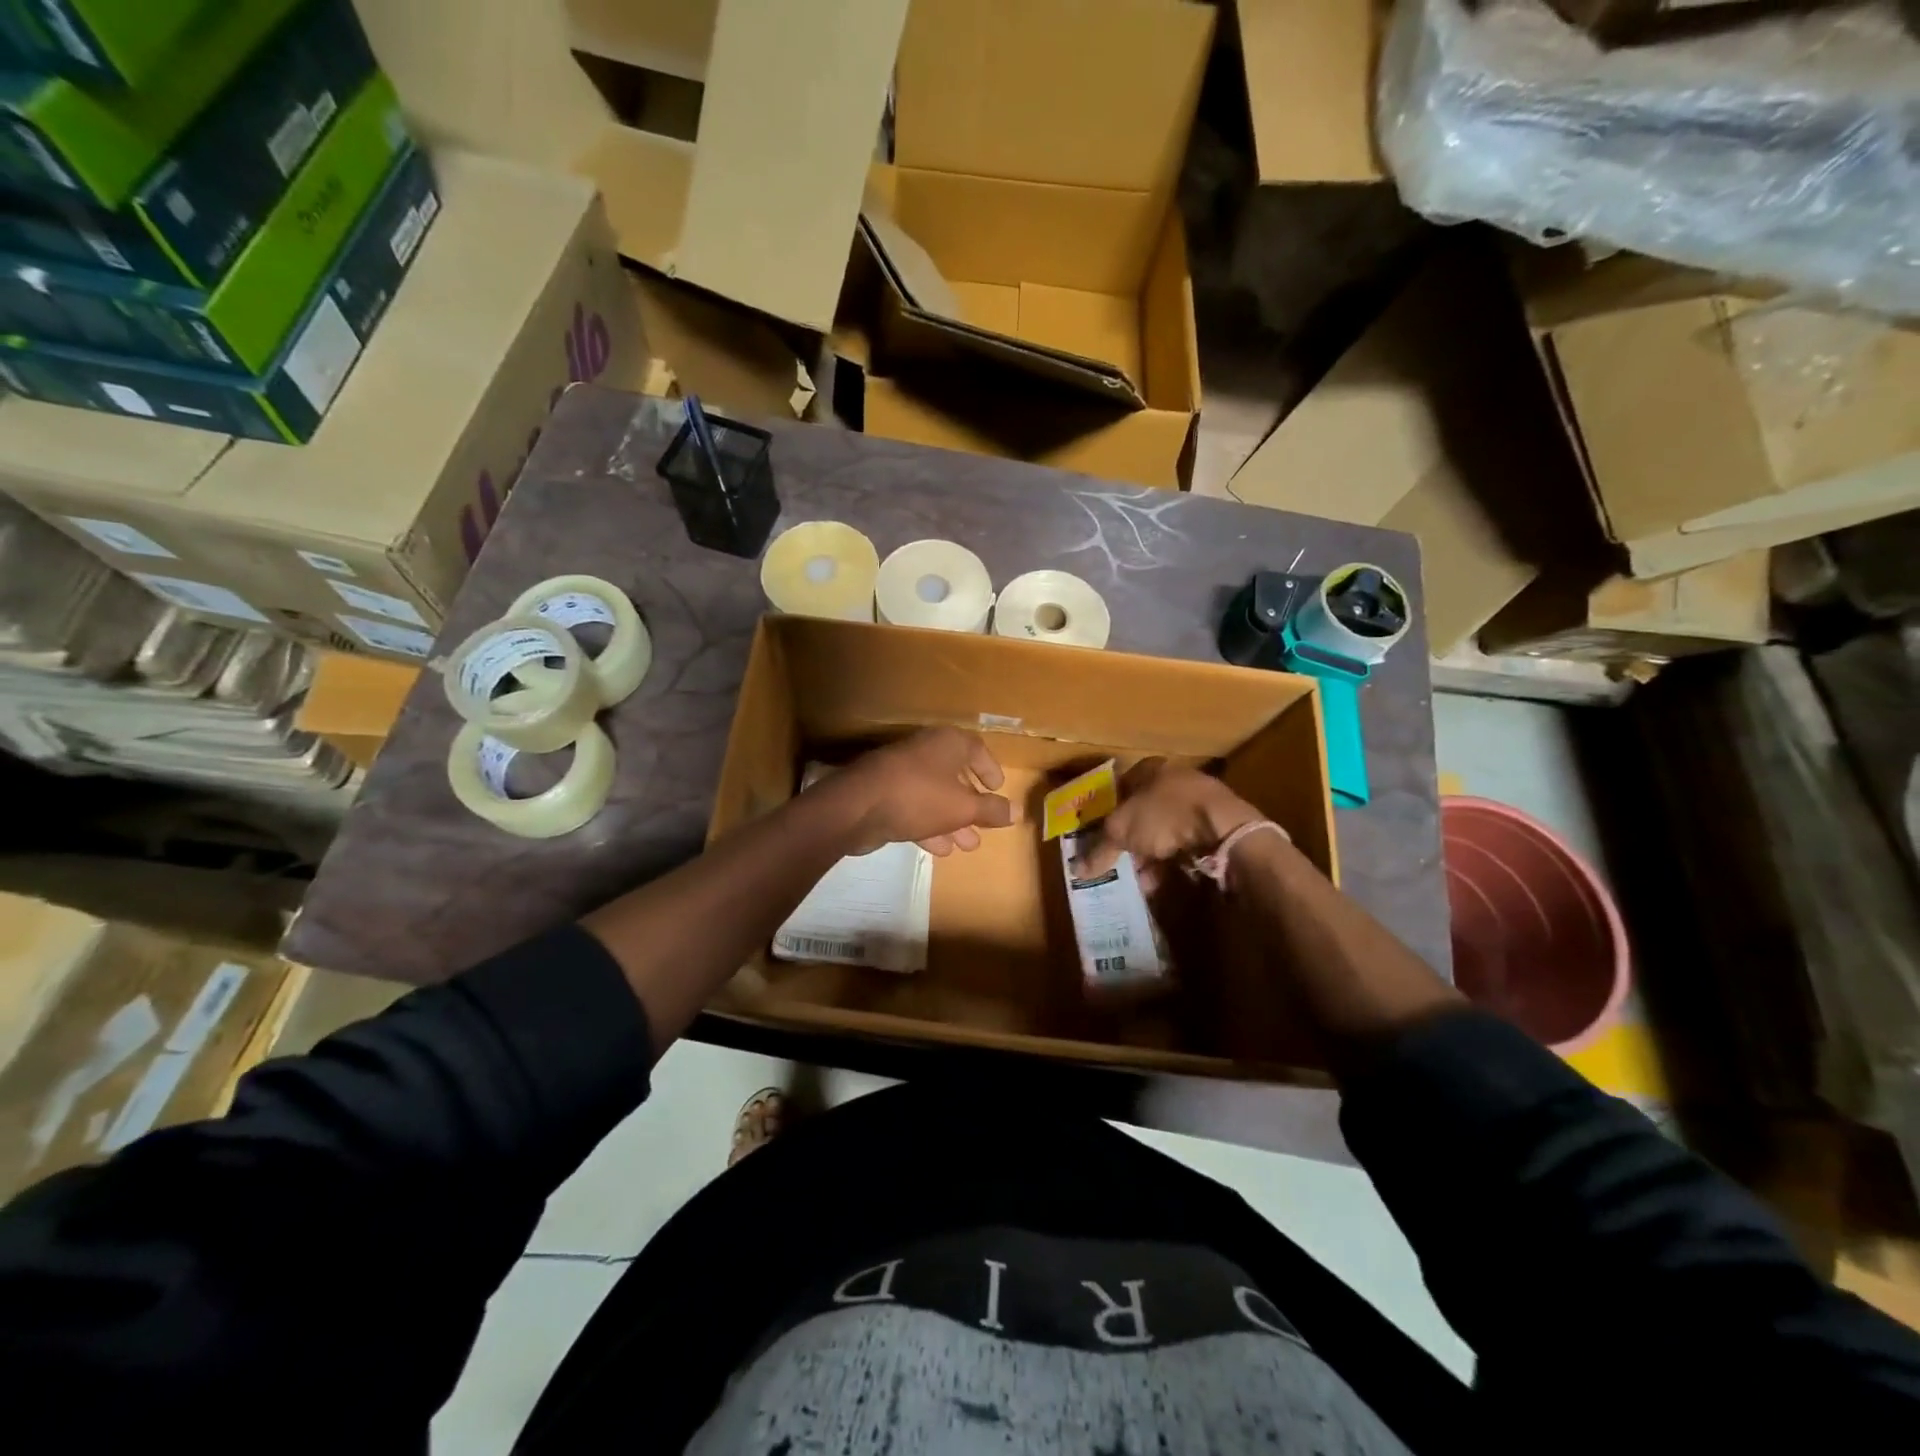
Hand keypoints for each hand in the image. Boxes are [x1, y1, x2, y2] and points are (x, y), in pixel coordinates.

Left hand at [826, 728, 1012, 855]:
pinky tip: (941, 849)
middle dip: (971, 804)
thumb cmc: (919, 796)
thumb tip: (1016, 811)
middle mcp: (925, 752)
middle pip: (955, 775)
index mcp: (946, 743)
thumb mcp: (963, 806)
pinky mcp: (884, 795)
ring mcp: (901, 773)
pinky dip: (929, 825)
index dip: (989, 768)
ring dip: (952, 820)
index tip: (999, 788)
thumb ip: (991, 810)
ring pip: (935, 796)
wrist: (856, 807)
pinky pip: (914, 808)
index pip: (976, 749)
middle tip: (985, 825)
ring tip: (969, 846)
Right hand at [1075, 759, 1261, 881]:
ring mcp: (1200, 803)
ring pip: (1165, 831)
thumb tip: (1077, 868)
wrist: (1224, 830)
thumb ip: (1098, 849)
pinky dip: (1172, 863)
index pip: (1122, 785)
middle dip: (1130, 839)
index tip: (1099, 833)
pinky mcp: (1218, 827)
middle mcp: (1176, 780)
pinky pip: (1186, 846)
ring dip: (1150, 855)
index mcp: (1151, 769)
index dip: (1108, 809)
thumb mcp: (1121, 831)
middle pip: (1143, 811)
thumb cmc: (1164, 816)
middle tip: (1118, 860)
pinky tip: (1162, 882)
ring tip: (1140, 879)